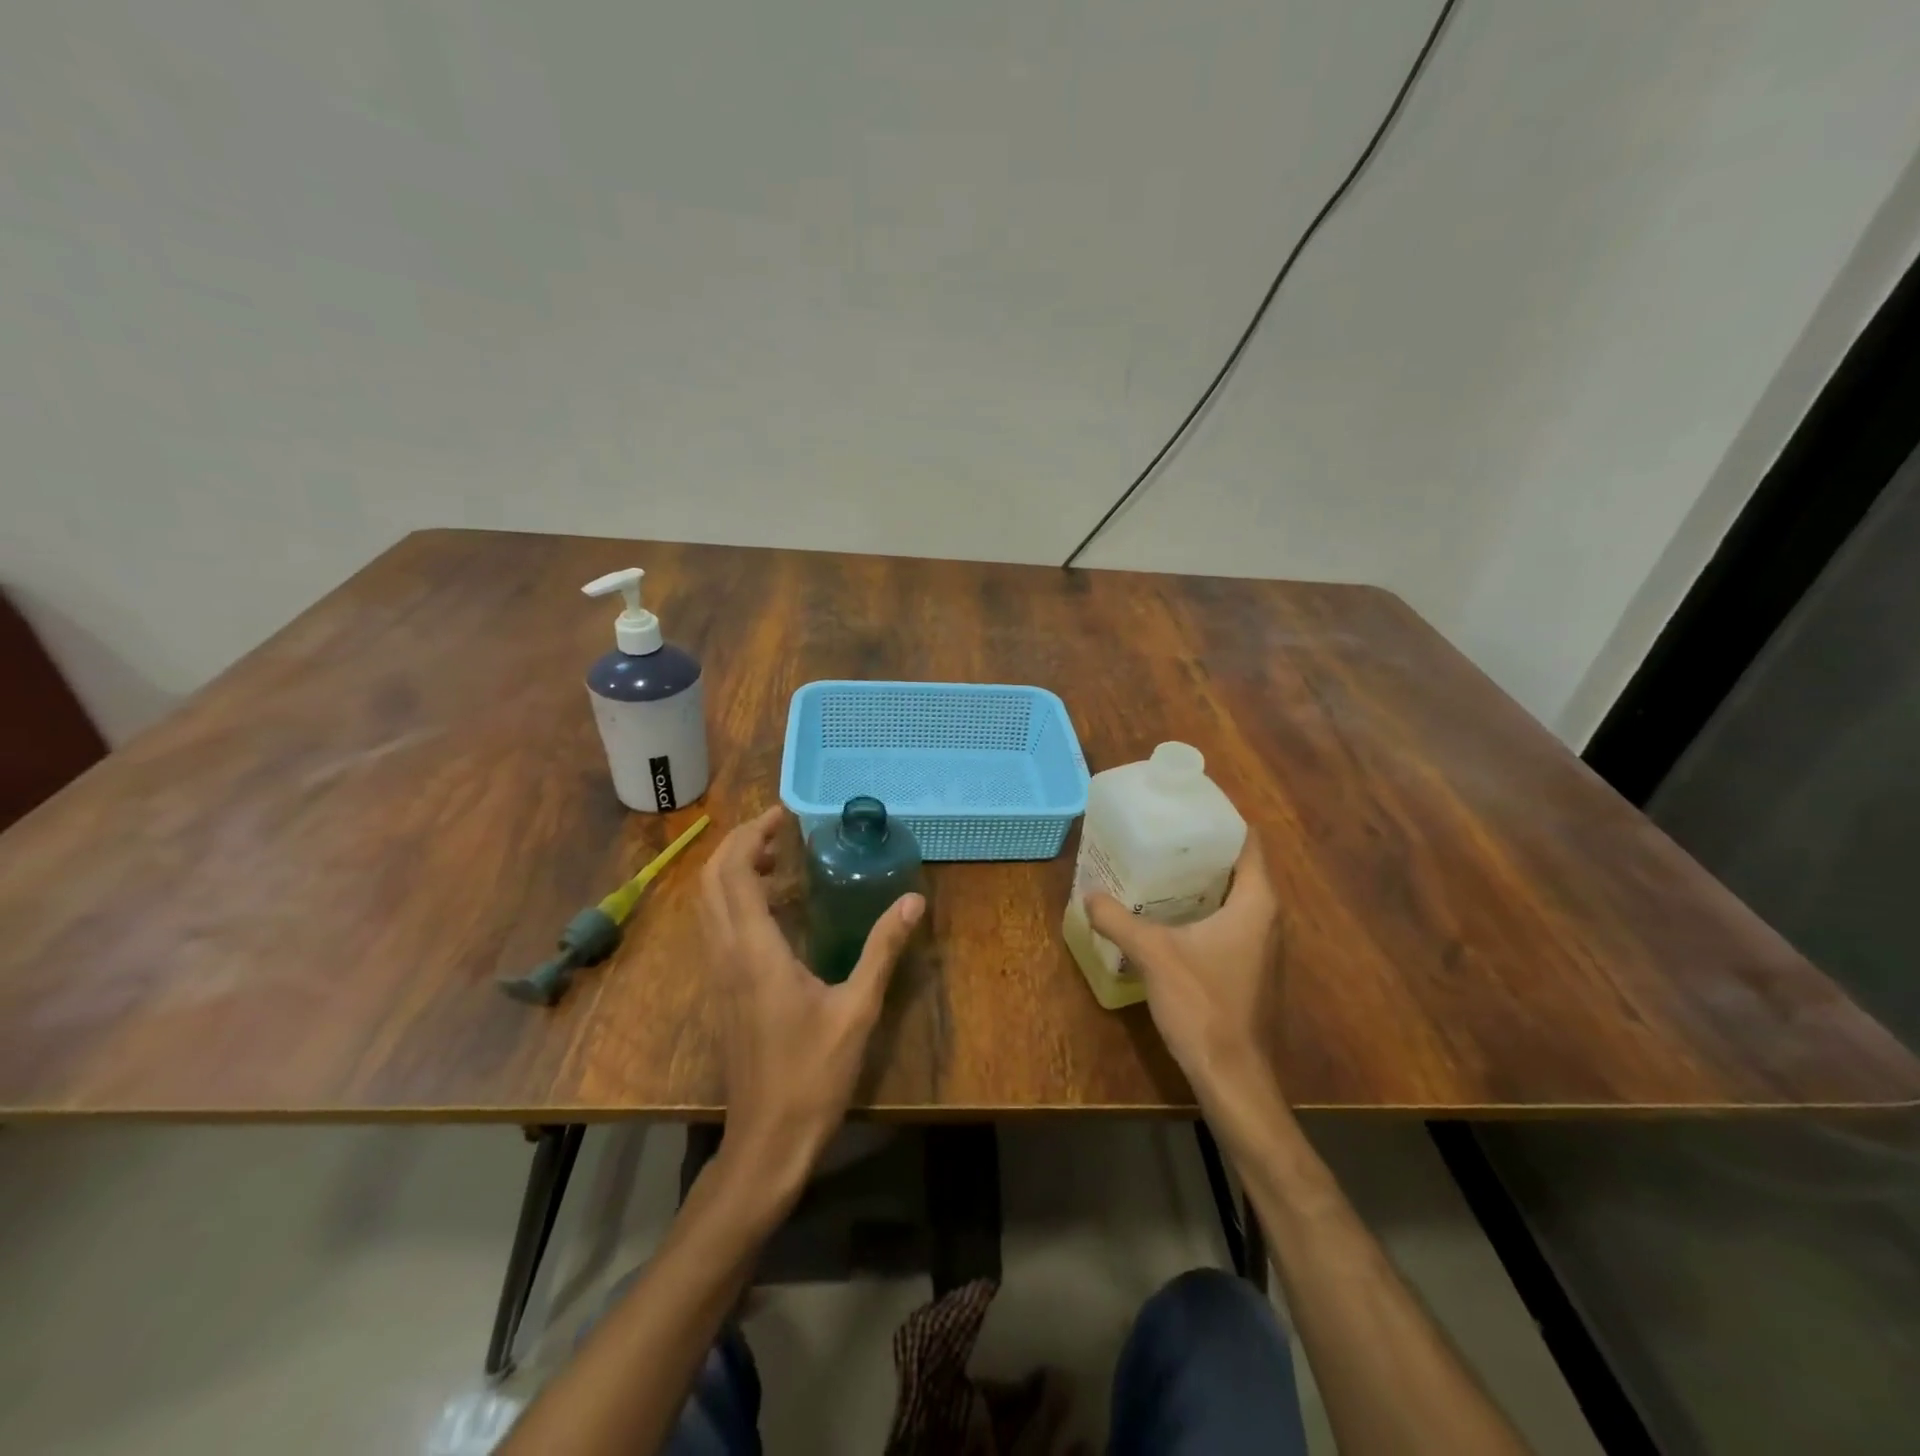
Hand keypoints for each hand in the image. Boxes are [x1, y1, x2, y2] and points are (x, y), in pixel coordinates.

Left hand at [699, 806, 923, 1194]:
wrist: (767, 1139)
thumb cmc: (813, 1074)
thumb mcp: (858, 1009)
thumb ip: (883, 950)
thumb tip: (912, 901)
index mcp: (754, 951)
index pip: (735, 873)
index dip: (753, 835)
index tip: (784, 815)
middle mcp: (726, 954)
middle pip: (711, 880)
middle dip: (739, 845)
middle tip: (780, 831)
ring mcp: (718, 974)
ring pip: (707, 904)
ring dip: (733, 870)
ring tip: (777, 860)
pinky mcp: (721, 991)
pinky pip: (715, 927)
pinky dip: (733, 899)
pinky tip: (771, 909)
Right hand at [1086, 834, 1282, 1106]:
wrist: (1233, 1076)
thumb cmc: (1202, 1004)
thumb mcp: (1153, 954)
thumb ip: (1118, 919)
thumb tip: (1089, 895)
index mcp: (1256, 902)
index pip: (1247, 842)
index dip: (1220, 820)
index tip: (1184, 807)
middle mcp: (1268, 918)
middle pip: (1239, 867)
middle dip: (1201, 849)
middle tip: (1160, 835)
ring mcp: (1264, 946)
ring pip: (1235, 897)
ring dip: (1202, 881)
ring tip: (1159, 868)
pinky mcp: (1253, 968)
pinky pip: (1231, 922)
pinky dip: (1205, 909)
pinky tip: (1170, 915)